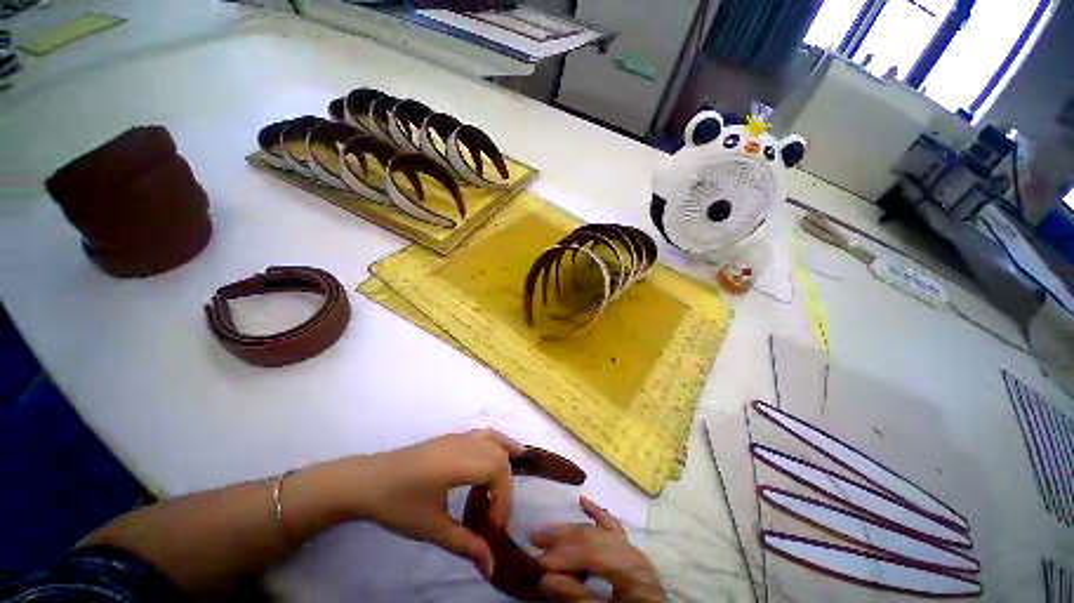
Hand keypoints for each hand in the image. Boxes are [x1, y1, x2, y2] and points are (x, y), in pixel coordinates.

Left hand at [353, 429, 522, 576]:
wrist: (368, 481)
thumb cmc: (397, 505)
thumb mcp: (430, 529)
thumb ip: (464, 544)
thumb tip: (492, 566)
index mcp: (458, 463)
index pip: (497, 471)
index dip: (503, 500)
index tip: (493, 529)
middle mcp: (463, 443)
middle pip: (499, 456)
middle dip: (505, 486)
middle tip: (495, 515)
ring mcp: (458, 437)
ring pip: (494, 440)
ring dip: (507, 457)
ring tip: (515, 476)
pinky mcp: (453, 437)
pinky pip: (484, 434)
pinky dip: (498, 442)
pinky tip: (501, 452)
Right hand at [531, 497, 664, 601]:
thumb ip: (577, 597)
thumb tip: (545, 578)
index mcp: (630, 568)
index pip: (590, 555)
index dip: (563, 556)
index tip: (538, 561)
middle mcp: (631, 552)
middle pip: (591, 538)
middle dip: (561, 539)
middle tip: (534, 539)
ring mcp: (631, 548)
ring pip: (596, 532)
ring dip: (570, 530)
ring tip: (547, 531)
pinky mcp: (629, 550)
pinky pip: (611, 527)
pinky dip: (596, 513)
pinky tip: (582, 500)